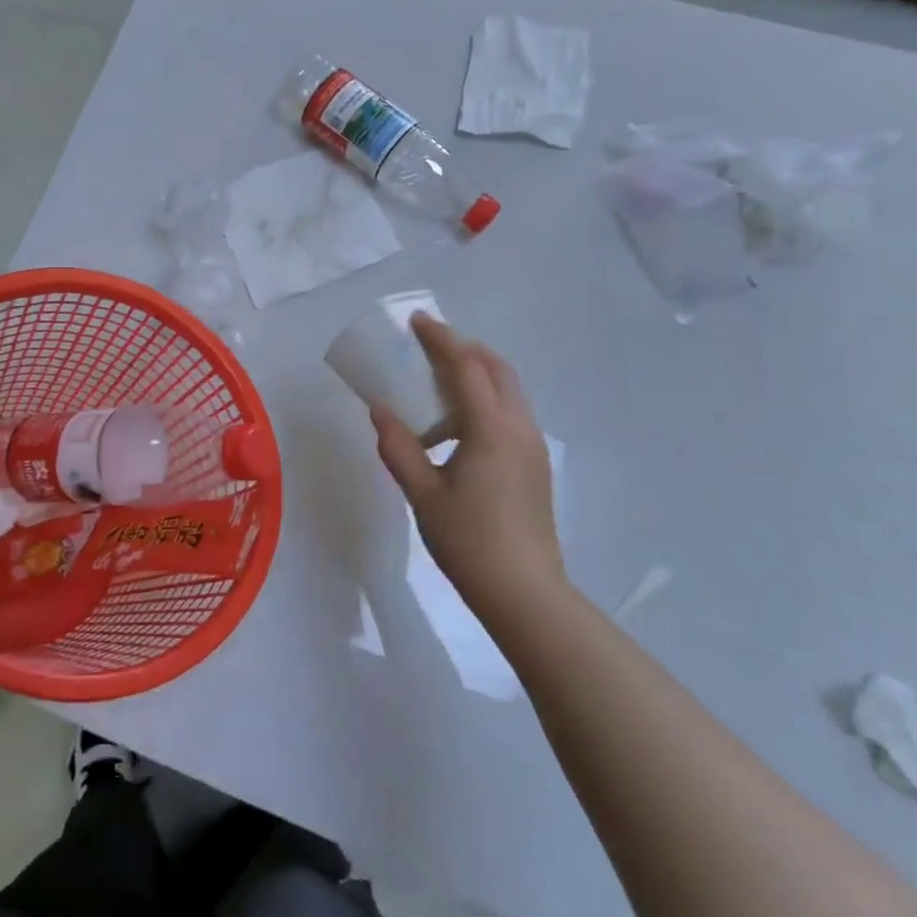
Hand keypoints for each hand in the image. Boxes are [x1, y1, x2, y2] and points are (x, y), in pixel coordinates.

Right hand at [371, 313, 562, 612]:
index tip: (417, 322)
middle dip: (465, 348)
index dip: (441, 339)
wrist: (525, 593)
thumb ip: (399, 448)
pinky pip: (511, 412)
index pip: (467, 366)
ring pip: (509, 390)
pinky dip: (486, 398)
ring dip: (477, 373)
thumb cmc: (469, 542)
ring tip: (439, 381)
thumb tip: (380, 410)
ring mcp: (532, 446)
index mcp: (491, 429)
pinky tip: (458, 424)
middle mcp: (519, 428)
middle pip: (497, 369)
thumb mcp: (423, 494)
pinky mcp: (535, 465)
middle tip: (429, 345)